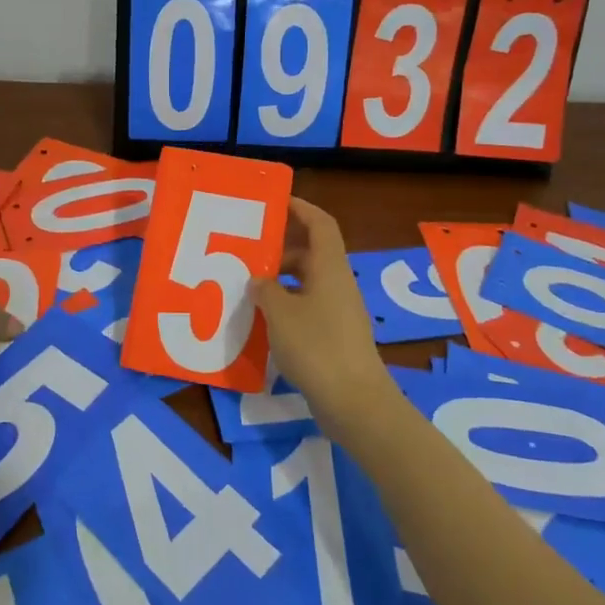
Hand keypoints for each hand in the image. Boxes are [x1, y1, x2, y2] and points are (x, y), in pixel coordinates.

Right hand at [250, 197, 390, 433]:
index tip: (275, 202)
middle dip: (282, 248)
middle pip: (312, 252)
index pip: (320, 223)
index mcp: (330, 267)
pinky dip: (287, 305)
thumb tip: (259, 280)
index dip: (300, 208)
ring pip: (308, 281)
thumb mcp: (279, 313)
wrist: (355, 402)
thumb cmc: (316, 347)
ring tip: (249, 286)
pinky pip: (309, 306)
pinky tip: (264, 320)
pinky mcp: (336, 336)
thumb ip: (265, 290)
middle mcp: (338, 283)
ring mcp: (339, 311)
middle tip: (250, 250)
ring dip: (281, 279)